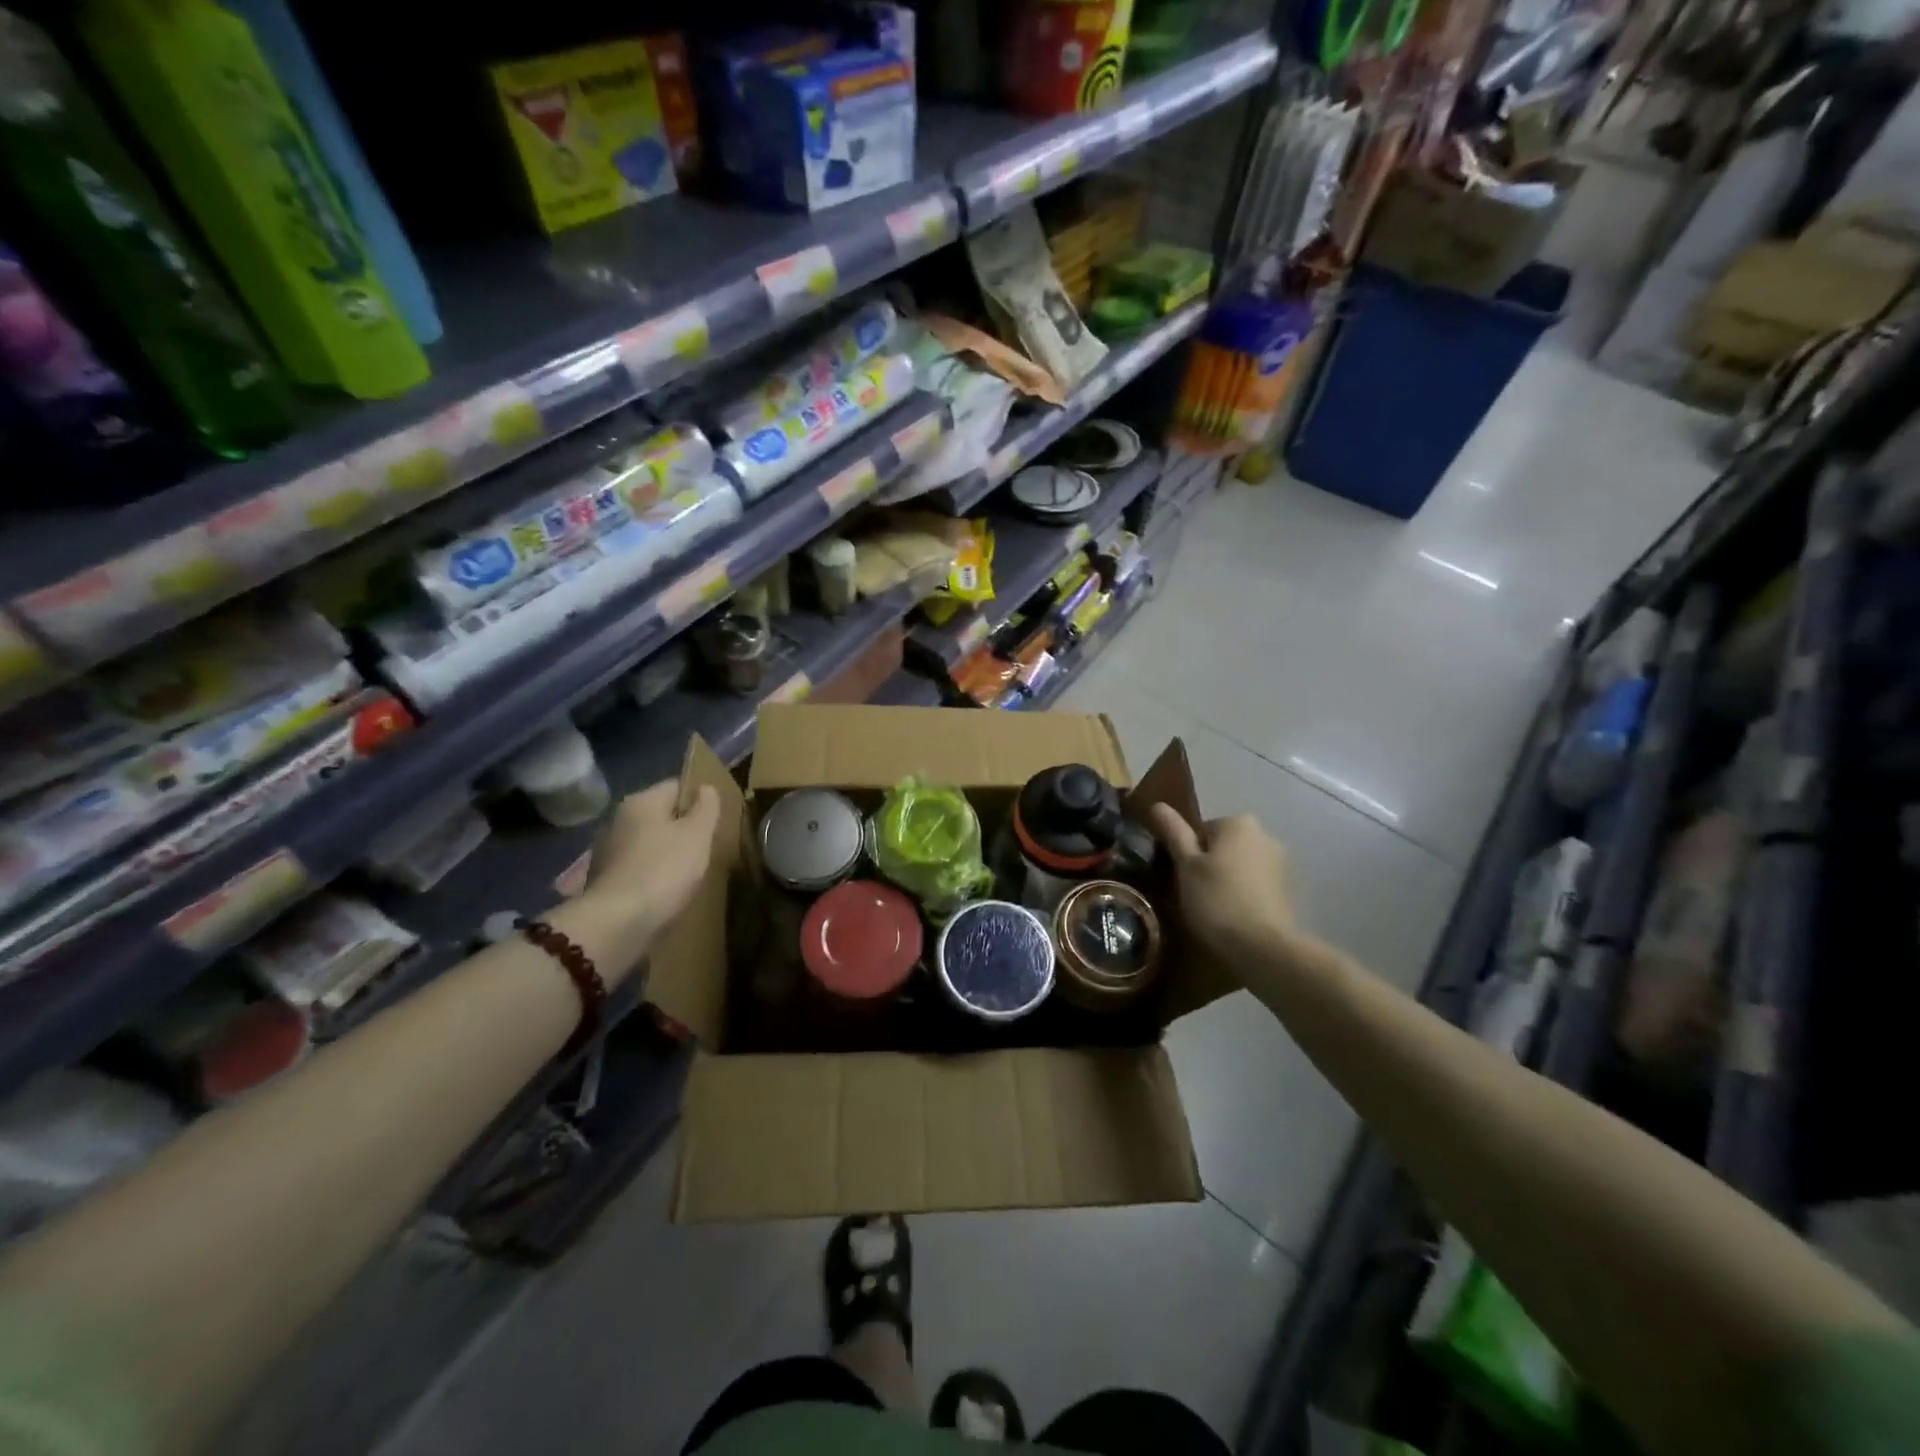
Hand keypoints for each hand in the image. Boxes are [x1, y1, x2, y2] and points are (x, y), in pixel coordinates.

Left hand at [585, 780, 721, 936]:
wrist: (617, 923)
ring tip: (689, 872)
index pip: (677, 786)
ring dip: (667, 852)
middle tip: (707, 847)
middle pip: (661, 814)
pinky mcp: (603, 879)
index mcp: (641, 801)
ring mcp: (607, 850)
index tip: (715, 821)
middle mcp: (618, 819)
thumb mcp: (698, 835)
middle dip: (683, 828)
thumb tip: (705, 788)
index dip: (700, 799)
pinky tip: (666, 890)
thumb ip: (706, 807)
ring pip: (648, 842)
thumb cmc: (664, 870)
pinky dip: (652, 873)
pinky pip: (637, 866)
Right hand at [1147, 805, 1302, 965]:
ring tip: (1214, 909)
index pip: (1201, 830)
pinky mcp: (1289, 890)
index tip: (1183, 877)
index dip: (1187, 854)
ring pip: (1240, 865)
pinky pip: (1256, 884)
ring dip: (1228, 879)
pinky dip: (1245, 894)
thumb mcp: (1186, 865)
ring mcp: (1281, 863)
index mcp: (1238, 823)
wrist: (1264, 947)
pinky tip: (1235, 916)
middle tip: (1195, 893)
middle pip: (1223, 846)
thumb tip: (1158, 804)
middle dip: (1210, 864)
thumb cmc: (1217, 899)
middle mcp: (1265, 835)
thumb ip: (1174, 832)